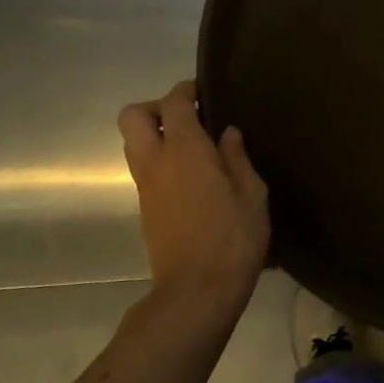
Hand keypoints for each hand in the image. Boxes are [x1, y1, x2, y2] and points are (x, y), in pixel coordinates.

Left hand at [118, 81, 269, 322]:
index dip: (186, 90)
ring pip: (133, 143)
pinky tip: (194, 174)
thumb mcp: (251, 194)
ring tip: (195, 146)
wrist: (197, 292)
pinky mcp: (145, 208)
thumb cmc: (232, 238)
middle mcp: (155, 162)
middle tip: (189, 118)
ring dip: (156, 134)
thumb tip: (227, 134)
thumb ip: (237, 158)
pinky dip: (161, 159)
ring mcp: (145, 186)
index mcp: (184, 150)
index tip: (205, 92)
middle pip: (132, 116)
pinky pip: (144, 167)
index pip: (172, 103)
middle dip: (156, 107)